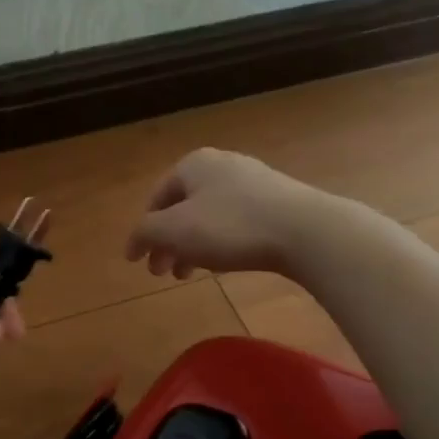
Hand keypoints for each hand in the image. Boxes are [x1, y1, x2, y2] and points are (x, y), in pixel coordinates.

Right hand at [125, 148, 319, 276]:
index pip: (156, 199)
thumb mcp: (174, 231)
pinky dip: (220, 242)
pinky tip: (223, 263)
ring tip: (190, 274)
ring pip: (209, 217)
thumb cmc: (229, 226)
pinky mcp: (278, 201)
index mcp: (193, 164)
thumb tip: (133, 244)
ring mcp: (253, 181)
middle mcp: (222, 165)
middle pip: (183, 208)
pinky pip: (236, 222)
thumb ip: (145, 234)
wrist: (306, 231)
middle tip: (163, 273)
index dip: (144, 232)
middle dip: (168, 242)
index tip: (139, 262)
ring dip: (193, 246)